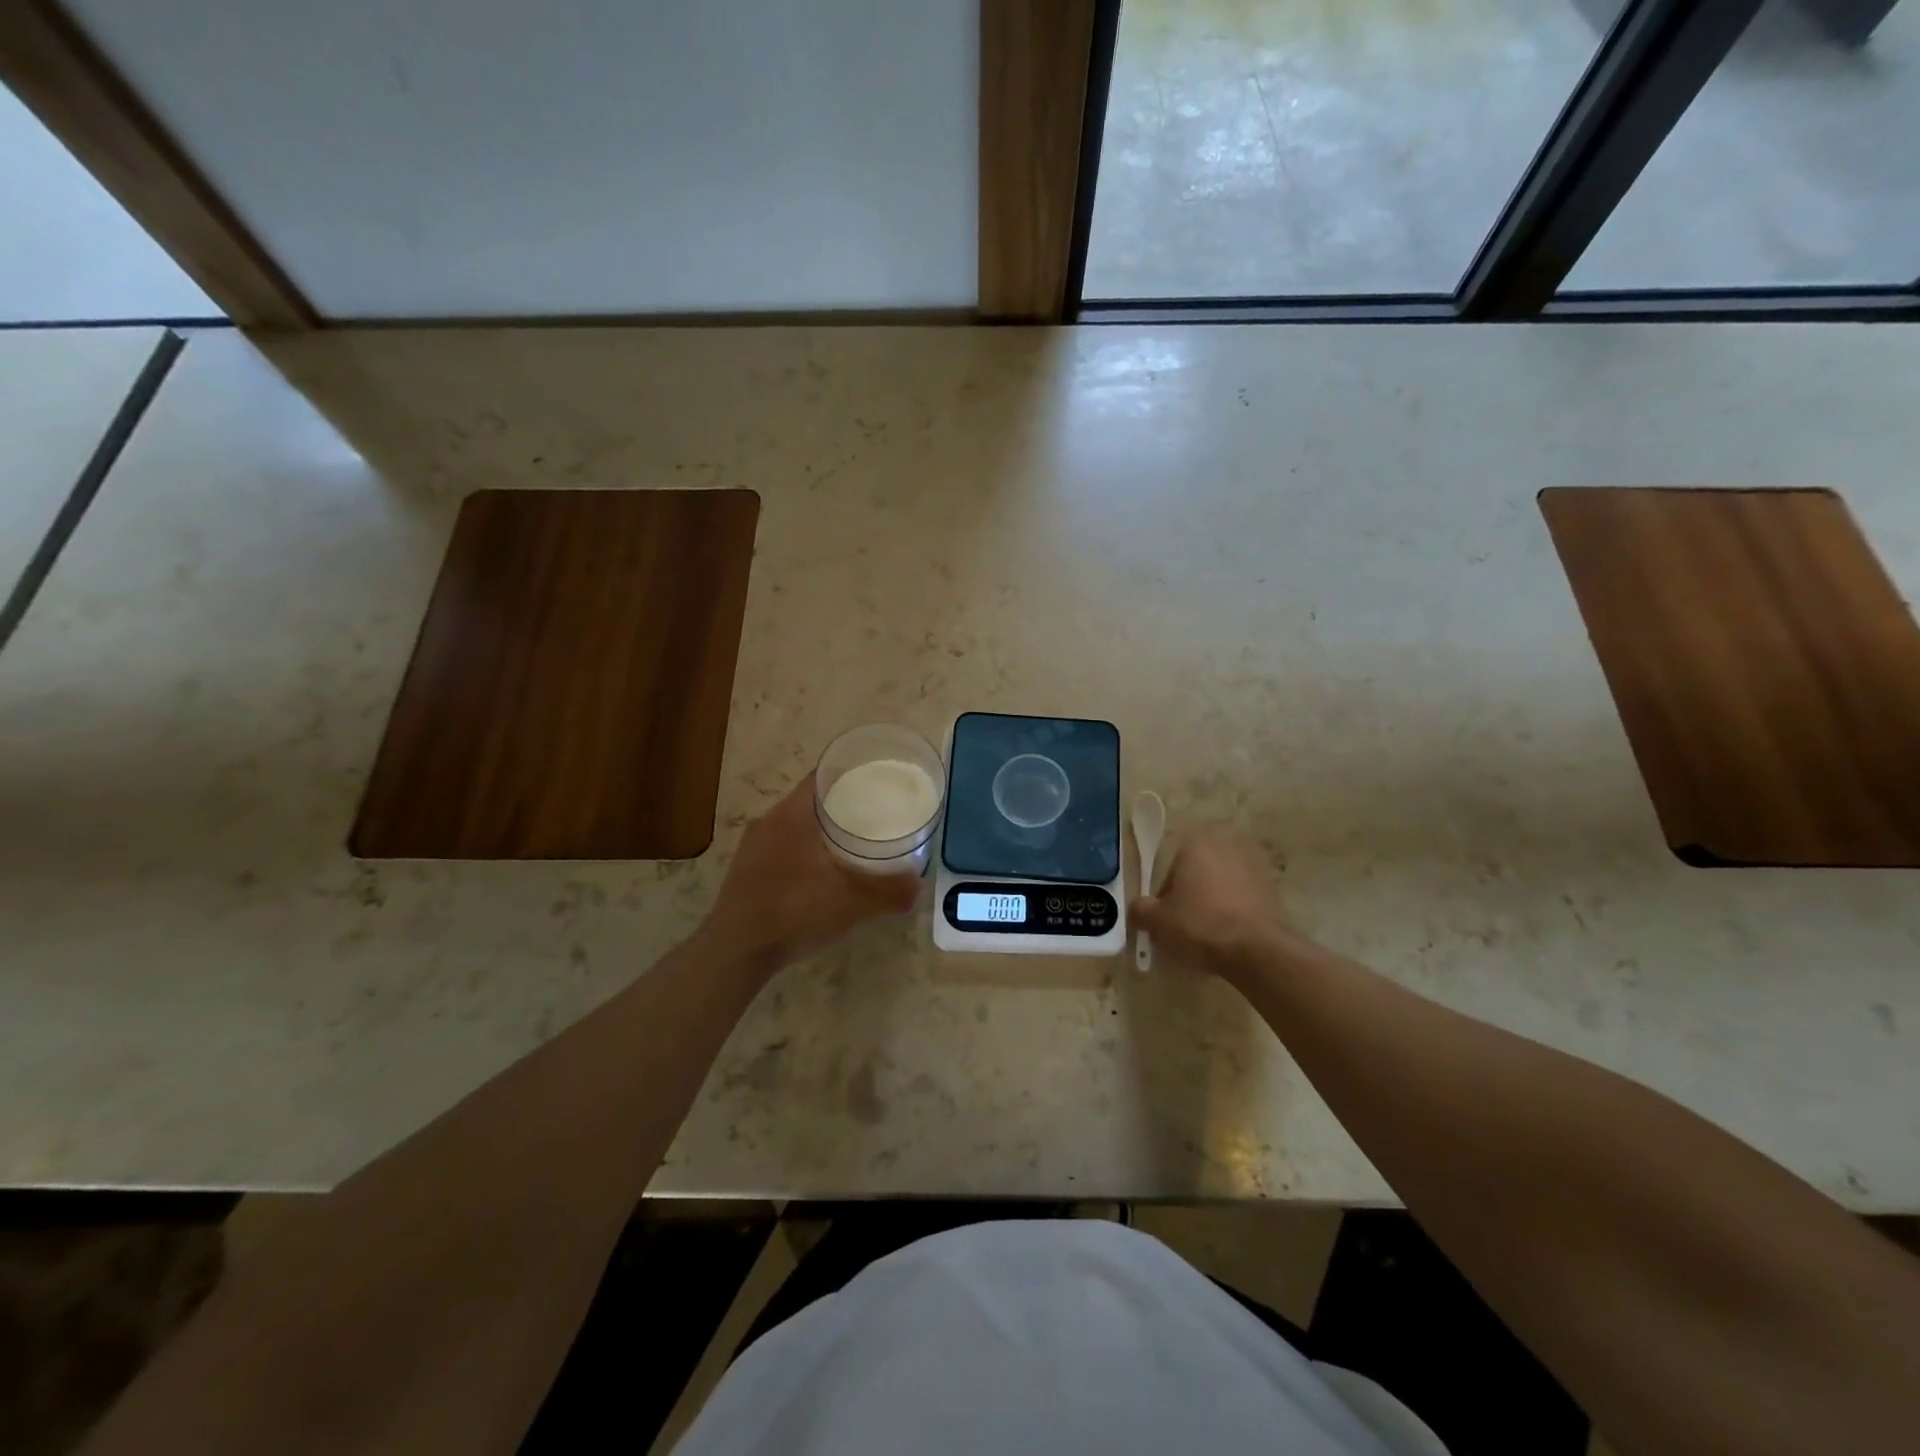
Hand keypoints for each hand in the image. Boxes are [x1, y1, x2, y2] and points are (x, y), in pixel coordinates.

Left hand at [702, 773, 920, 974]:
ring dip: (821, 828)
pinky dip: (805, 848)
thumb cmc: (794, 912)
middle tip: (874, 811)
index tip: (877, 779)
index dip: (851, 772)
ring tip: (853, 840)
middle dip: (842, 802)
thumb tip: (919, 886)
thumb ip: (889, 892)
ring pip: (795, 824)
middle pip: (811, 799)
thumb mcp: (851, 903)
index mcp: (792, 815)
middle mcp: (769, 821)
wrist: (736, 951)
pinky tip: (822, 871)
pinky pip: (782, 845)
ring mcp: (754, 846)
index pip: (823, 776)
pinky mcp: (746, 869)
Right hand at [1130, 829, 1291, 977]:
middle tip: (1186, 930)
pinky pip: (1244, 902)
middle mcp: (1226, 848)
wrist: (1257, 950)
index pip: (1170, 873)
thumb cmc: (1200, 925)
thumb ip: (1140, 910)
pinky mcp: (1274, 891)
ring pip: (1222, 889)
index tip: (1167, 922)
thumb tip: (1138, 909)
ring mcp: (1254, 868)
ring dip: (1214, 907)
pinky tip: (1231, 940)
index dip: (1165, 900)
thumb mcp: (1157, 921)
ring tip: (1209, 939)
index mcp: (1196, 846)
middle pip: (1198, 878)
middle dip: (1191, 900)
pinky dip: (1236, 916)